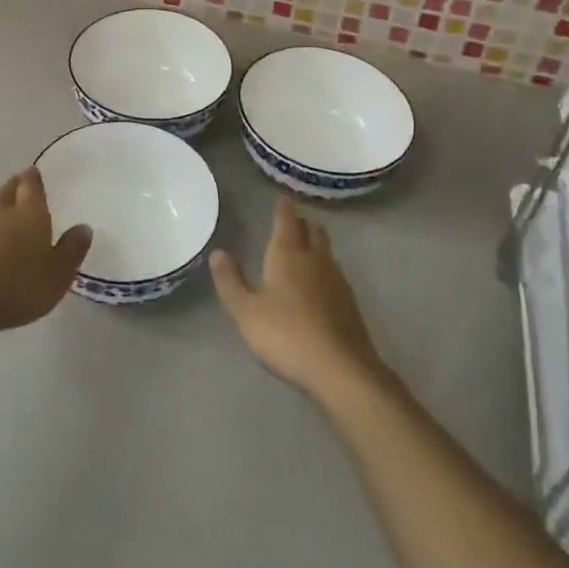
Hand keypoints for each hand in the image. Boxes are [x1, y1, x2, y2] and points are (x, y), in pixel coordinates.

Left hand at [0, 168, 91, 337]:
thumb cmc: (20, 285)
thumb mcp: (59, 273)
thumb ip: (72, 249)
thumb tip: (83, 227)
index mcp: (30, 212)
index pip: (31, 185)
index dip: (34, 177)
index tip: (35, 171)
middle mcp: (3, 213)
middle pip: (9, 190)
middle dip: (17, 184)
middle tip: (23, 182)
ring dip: (3, 205)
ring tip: (11, 209)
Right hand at [211, 199, 385, 401]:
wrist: (341, 370)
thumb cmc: (286, 335)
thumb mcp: (246, 311)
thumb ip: (230, 281)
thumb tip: (218, 252)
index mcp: (288, 254)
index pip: (287, 221)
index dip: (284, 208)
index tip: (284, 197)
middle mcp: (315, 260)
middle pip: (312, 231)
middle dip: (302, 223)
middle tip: (293, 220)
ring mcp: (336, 281)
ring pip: (326, 251)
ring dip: (315, 244)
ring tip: (305, 247)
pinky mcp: (350, 304)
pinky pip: (335, 274)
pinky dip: (324, 269)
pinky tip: (319, 285)